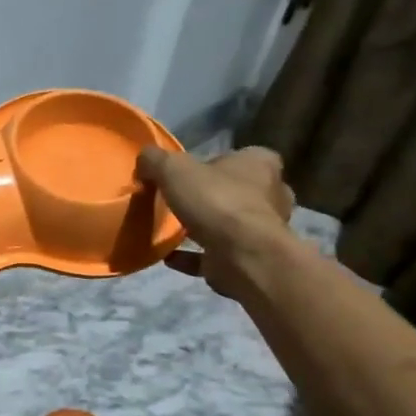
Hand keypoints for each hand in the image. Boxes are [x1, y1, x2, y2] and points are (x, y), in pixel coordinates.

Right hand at [135, 146, 295, 300]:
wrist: (242, 256)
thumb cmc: (217, 201)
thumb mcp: (175, 169)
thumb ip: (157, 160)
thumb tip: (144, 158)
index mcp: (261, 164)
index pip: (242, 156)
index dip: (216, 162)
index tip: (191, 173)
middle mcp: (270, 195)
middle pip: (238, 191)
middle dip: (213, 196)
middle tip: (182, 201)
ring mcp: (262, 231)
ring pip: (229, 224)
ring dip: (205, 227)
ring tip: (172, 230)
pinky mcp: (248, 259)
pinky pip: (215, 255)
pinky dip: (193, 256)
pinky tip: (169, 256)